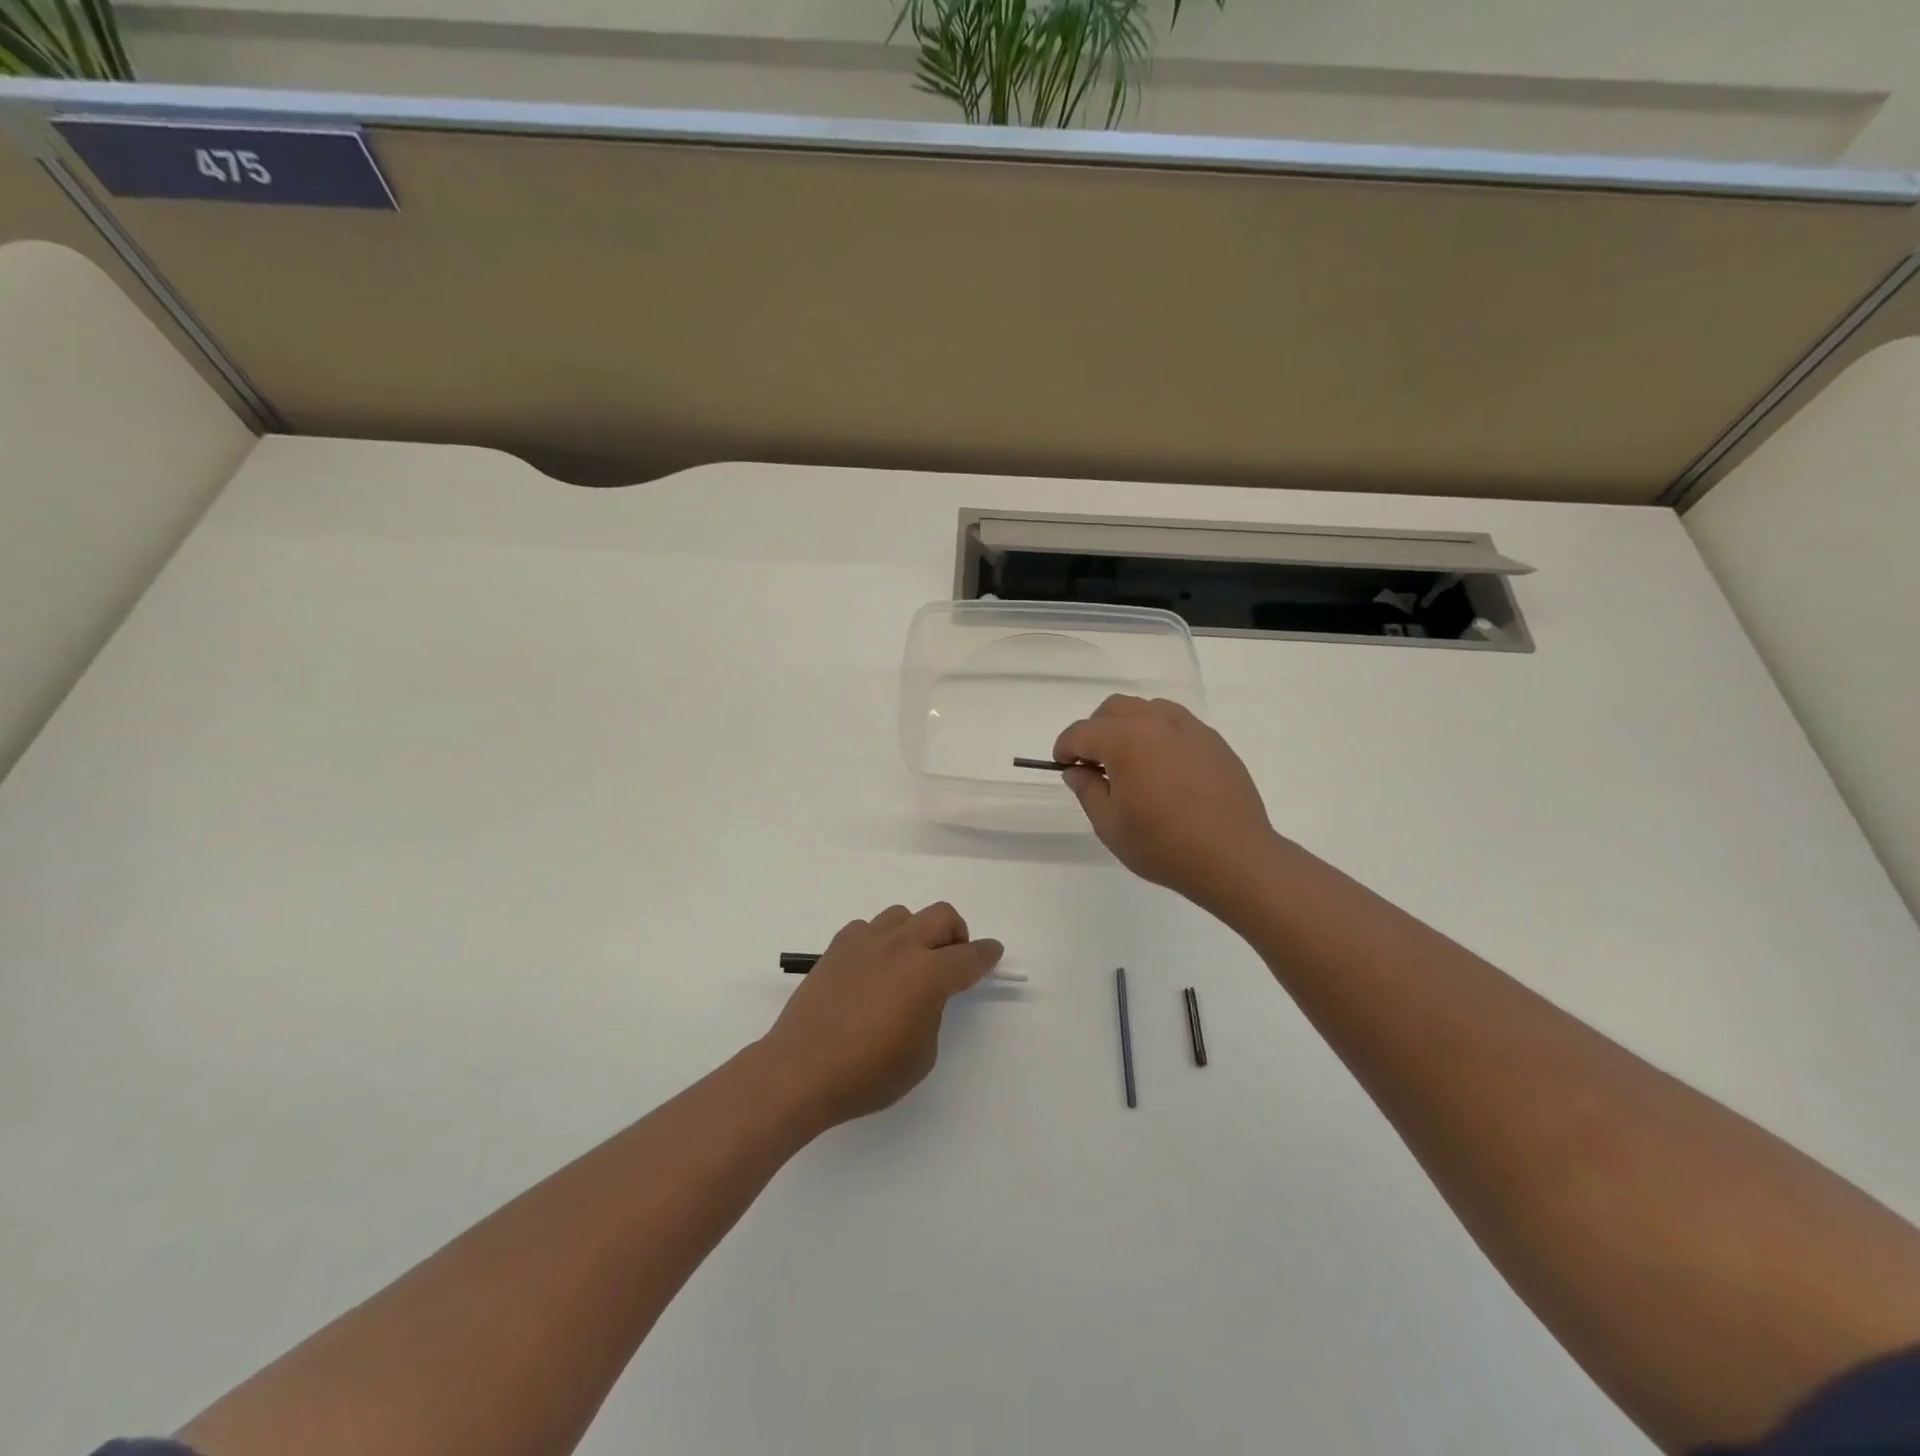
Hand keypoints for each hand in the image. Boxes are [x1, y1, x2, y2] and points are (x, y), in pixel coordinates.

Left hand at [758, 902, 1002, 1129]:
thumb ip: (931, 1014)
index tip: (993, 952)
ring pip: (903, 915)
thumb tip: (923, 996)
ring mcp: (865, 942)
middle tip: (954, 958)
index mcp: (927, 974)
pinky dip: (880, 940)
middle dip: (957, 932)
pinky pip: (868, 928)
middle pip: (941, 916)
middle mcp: (900, 947)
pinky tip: (873, 967)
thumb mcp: (920, 1056)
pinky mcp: (837, 947)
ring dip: (917, 932)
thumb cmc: (866, 1074)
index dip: (986, 954)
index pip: (969, 957)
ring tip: (910, 962)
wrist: (800, 1070)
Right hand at [1055, 695, 1281, 913]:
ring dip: (1129, 727)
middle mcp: (1157, 722)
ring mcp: (1190, 729)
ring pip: (1148, 710)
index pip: (1082, 732)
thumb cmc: (1163, 845)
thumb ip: (1087, 790)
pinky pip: (1176, 725)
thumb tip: (1077, 771)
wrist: (1235, 858)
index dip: (1065, 748)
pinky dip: (1159, 736)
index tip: (1062, 766)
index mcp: (1126, 739)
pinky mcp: (1214, 742)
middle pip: (1114, 709)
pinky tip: (1164, 771)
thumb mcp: (1110, 825)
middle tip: (1094, 764)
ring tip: (1131, 763)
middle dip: (1096, 730)